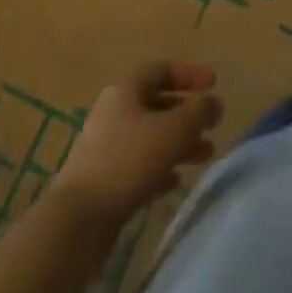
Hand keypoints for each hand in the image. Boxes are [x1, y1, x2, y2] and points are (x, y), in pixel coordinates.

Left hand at [54, 61, 223, 224]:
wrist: (77, 222)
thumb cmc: (129, 161)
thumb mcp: (175, 129)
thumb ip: (199, 112)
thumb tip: (214, 103)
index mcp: (126, 91)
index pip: (162, 70)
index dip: (190, 74)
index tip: (214, 84)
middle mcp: (113, 114)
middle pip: (157, 105)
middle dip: (188, 114)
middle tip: (212, 124)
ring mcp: (105, 150)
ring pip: (150, 138)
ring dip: (179, 143)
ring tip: (205, 156)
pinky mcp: (103, 183)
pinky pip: (139, 167)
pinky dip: (161, 169)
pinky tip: (176, 181)